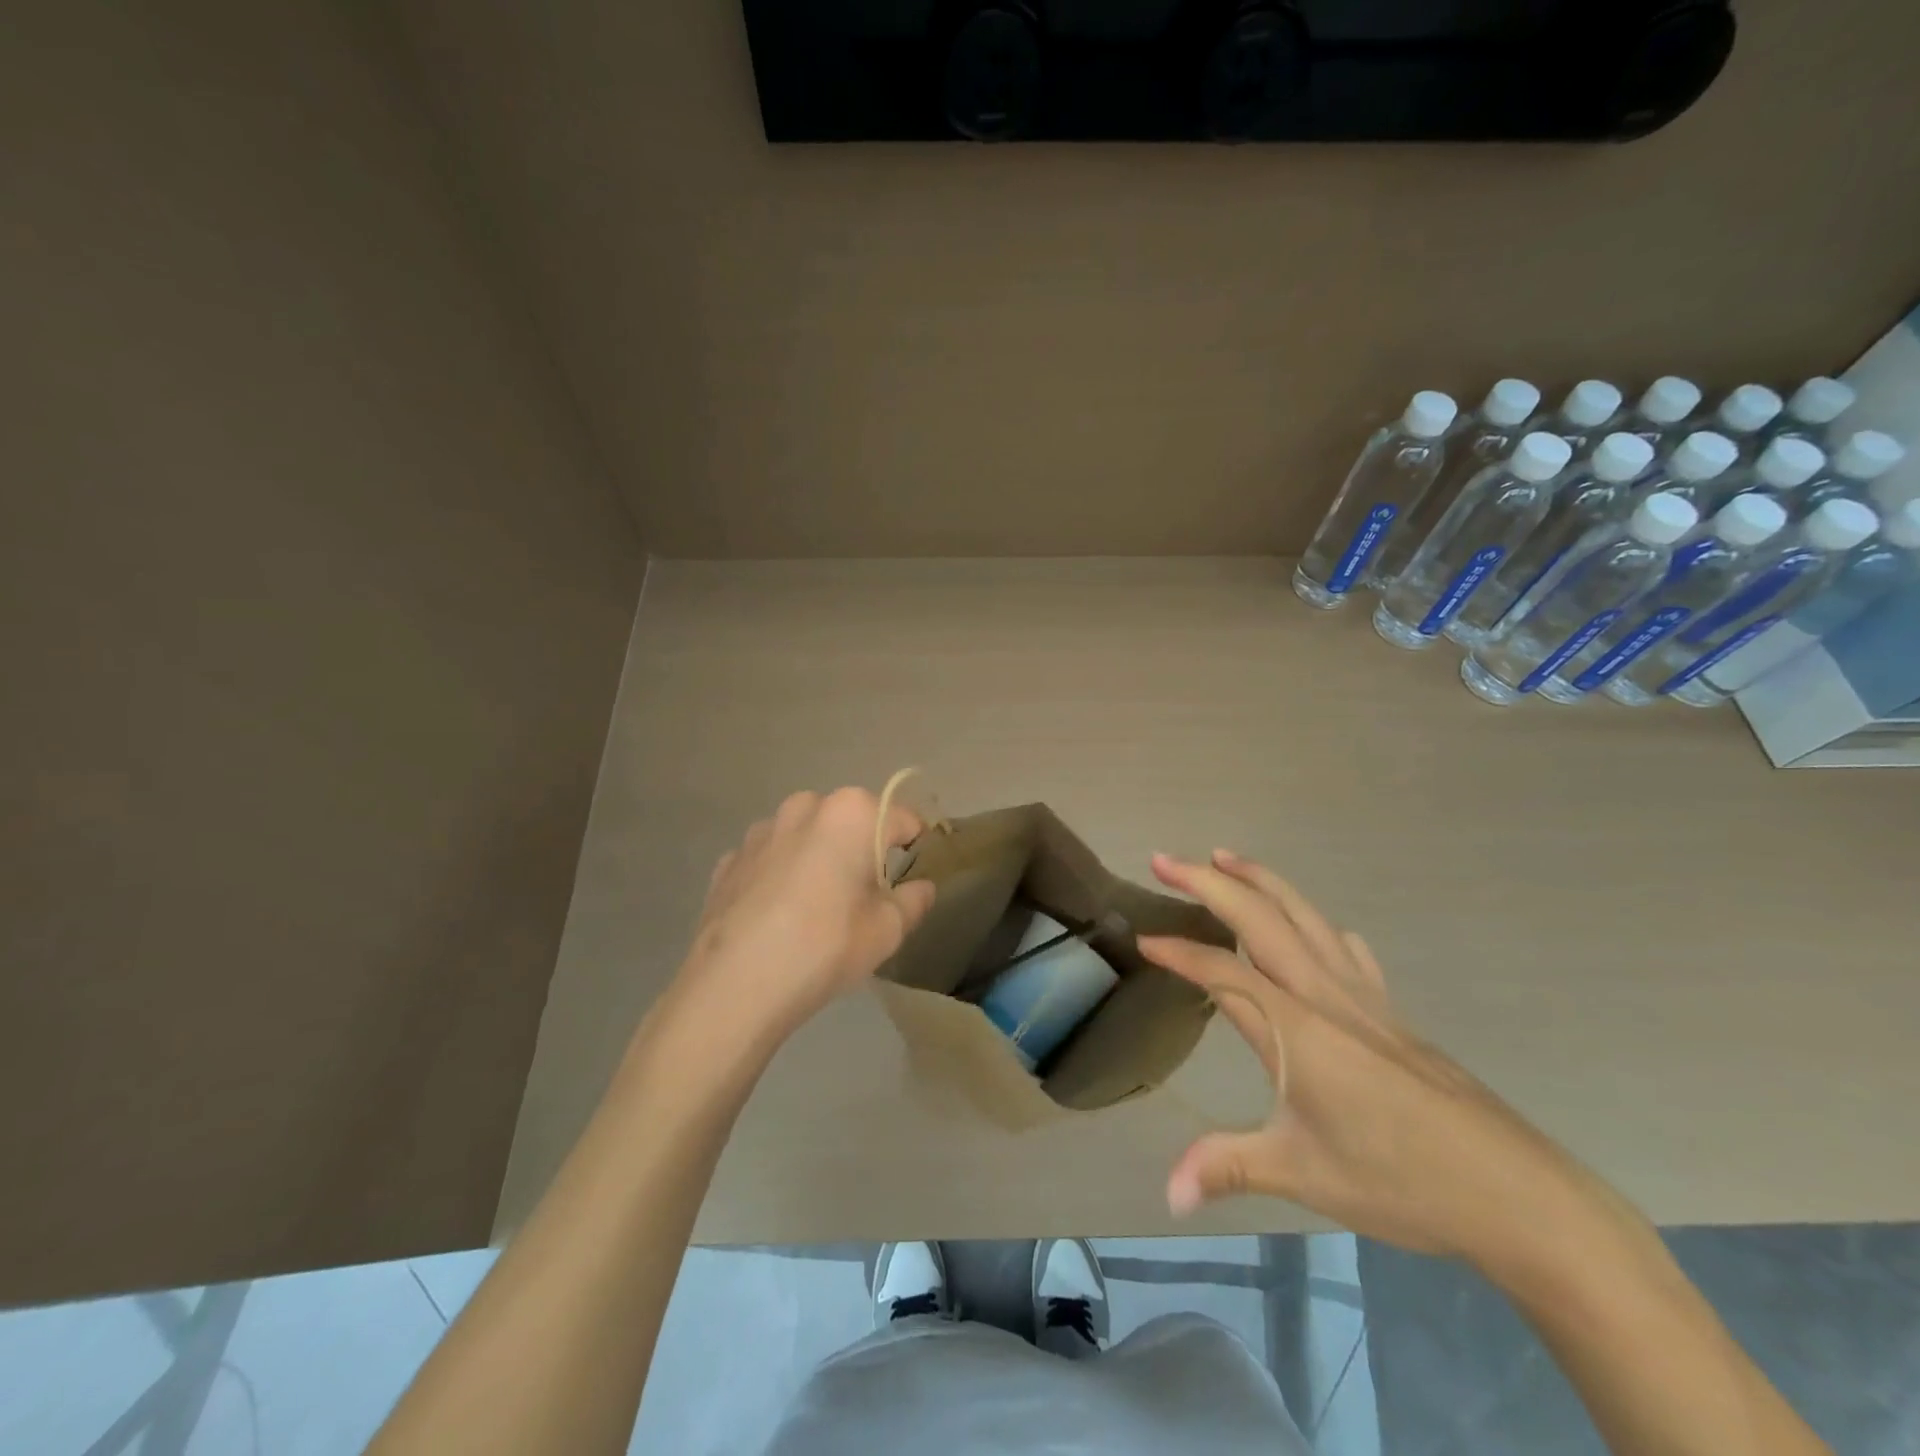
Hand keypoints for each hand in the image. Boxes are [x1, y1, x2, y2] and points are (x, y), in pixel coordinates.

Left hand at [675, 788, 936, 1047]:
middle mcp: (805, 806)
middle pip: (851, 822)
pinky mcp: (730, 859)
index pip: (902, 820)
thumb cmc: (825, 946)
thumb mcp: (887, 930)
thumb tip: (922, 887)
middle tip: (864, 898)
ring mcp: (761, 830)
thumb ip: (914, 900)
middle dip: (862, 850)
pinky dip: (781, 877)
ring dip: (819, 859)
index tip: (911, 879)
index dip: (914, 848)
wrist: (734, 985)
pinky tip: (778, 917)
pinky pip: (771, 859)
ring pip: (807, 837)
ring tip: (816, 909)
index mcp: (852, 813)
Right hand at [1139, 850, 1599, 1273]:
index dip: (1178, 952)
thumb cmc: (1402, 1180)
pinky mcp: (1391, 1012)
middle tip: (1163, 859)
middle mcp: (1324, 994)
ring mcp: (1363, 997)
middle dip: (1207, 882)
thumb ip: (1227, 1168)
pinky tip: (1322, 929)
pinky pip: (1346, 950)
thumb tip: (1167, 1196)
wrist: (1516, 1192)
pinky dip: (1319, 925)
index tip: (1142, 939)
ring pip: (1304, 916)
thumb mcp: (1303, 1174)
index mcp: (1295, 1027)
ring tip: (1224, 857)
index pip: (1221, 971)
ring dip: (1259, 880)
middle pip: (1259, 918)